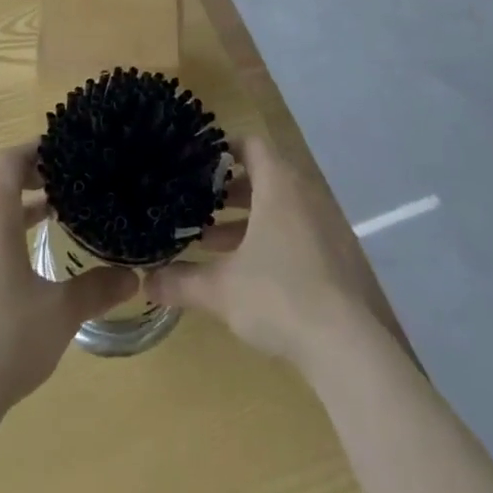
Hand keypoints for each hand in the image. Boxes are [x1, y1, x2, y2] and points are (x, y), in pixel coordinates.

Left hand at [0, 142, 137, 423]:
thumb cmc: (7, 342)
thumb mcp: (61, 313)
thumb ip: (97, 289)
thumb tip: (133, 277)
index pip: (8, 161)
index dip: (33, 150)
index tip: (60, 153)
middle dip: (12, 169)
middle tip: (46, 182)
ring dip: (1, 203)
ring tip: (40, 220)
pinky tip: (11, 267)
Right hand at [147, 136, 390, 373]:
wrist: (348, 347)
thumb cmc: (278, 296)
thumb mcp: (220, 289)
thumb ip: (181, 281)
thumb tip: (144, 281)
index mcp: (278, 185)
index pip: (251, 145)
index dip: (224, 149)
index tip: (197, 163)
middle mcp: (304, 195)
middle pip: (264, 176)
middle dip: (229, 190)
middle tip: (197, 203)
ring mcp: (324, 226)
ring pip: (279, 208)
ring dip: (247, 220)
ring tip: (211, 242)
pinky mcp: (335, 258)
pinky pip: (296, 232)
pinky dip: (270, 240)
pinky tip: (246, 273)